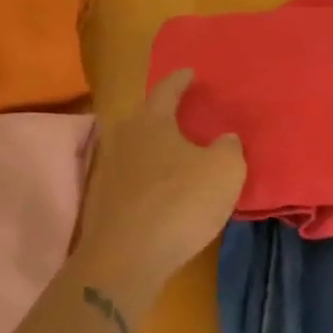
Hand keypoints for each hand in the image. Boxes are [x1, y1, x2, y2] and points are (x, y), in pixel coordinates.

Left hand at [72, 69, 245, 317]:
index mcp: (152, 121)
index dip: (180, 79)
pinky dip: (147, 178)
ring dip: (154, 148)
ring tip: (175, 153)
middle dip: (164, 114)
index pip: (167, 89)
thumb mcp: (224, 171)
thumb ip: (229, 149)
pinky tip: (161, 189)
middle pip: (145, 117)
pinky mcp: (103, 204)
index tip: (190, 72)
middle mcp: (125, 138)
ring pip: (136, 148)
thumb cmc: (179, 203)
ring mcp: (109, 171)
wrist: (126, 260)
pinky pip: (131, 178)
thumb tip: (225, 139)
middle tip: (184, 113)